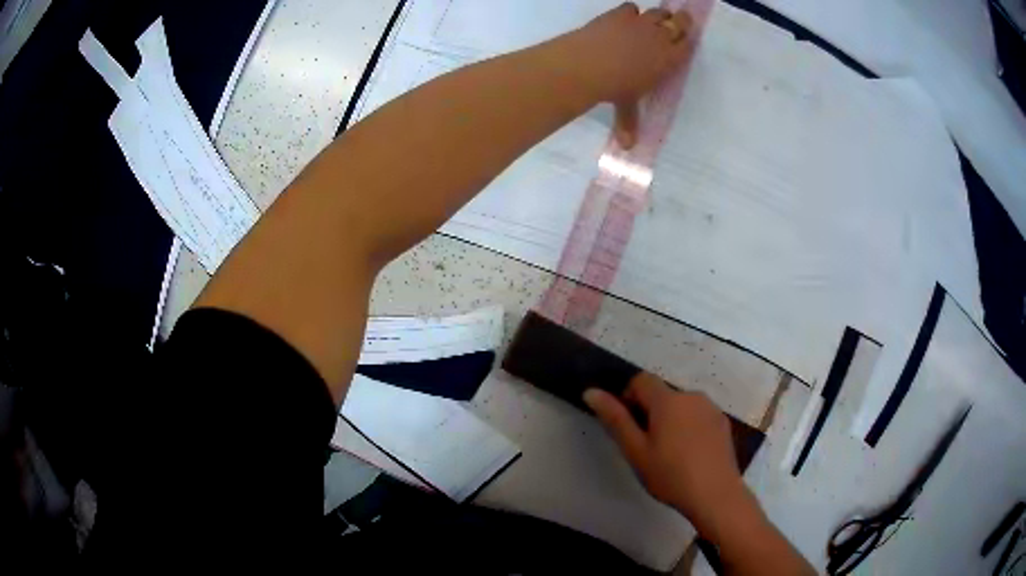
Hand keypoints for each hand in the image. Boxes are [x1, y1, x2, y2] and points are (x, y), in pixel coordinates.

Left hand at [561, 3, 693, 146]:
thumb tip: (627, 147)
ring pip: (659, 11)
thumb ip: (629, 122)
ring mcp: (641, 23)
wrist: (590, 64)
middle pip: (679, 22)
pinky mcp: (620, 14)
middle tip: (677, 22)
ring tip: (652, 21)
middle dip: (679, 21)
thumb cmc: (616, 88)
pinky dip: (630, 12)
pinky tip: (624, 17)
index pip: (687, 45)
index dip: (686, 40)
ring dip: (658, 15)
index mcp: (669, 60)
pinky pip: (631, 7)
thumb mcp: (626, 105)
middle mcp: (661, 37)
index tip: (685, 39)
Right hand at [583, 373, 747, 533]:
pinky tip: (690, 454)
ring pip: (682, 405)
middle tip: (646, 445)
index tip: (628, 425)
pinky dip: (689, 426)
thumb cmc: (670, 474)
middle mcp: (691, 396)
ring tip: (669, 453)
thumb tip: (591, 391)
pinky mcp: (723, 422)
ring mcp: (711, 408)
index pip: (641, 380)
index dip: (628, 396)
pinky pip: (698, 415)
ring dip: (671, 419)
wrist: (715, 494)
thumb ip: (615, 419)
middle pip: (663, 394)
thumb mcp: (636, 451)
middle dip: (650, 412)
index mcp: (667, 400)